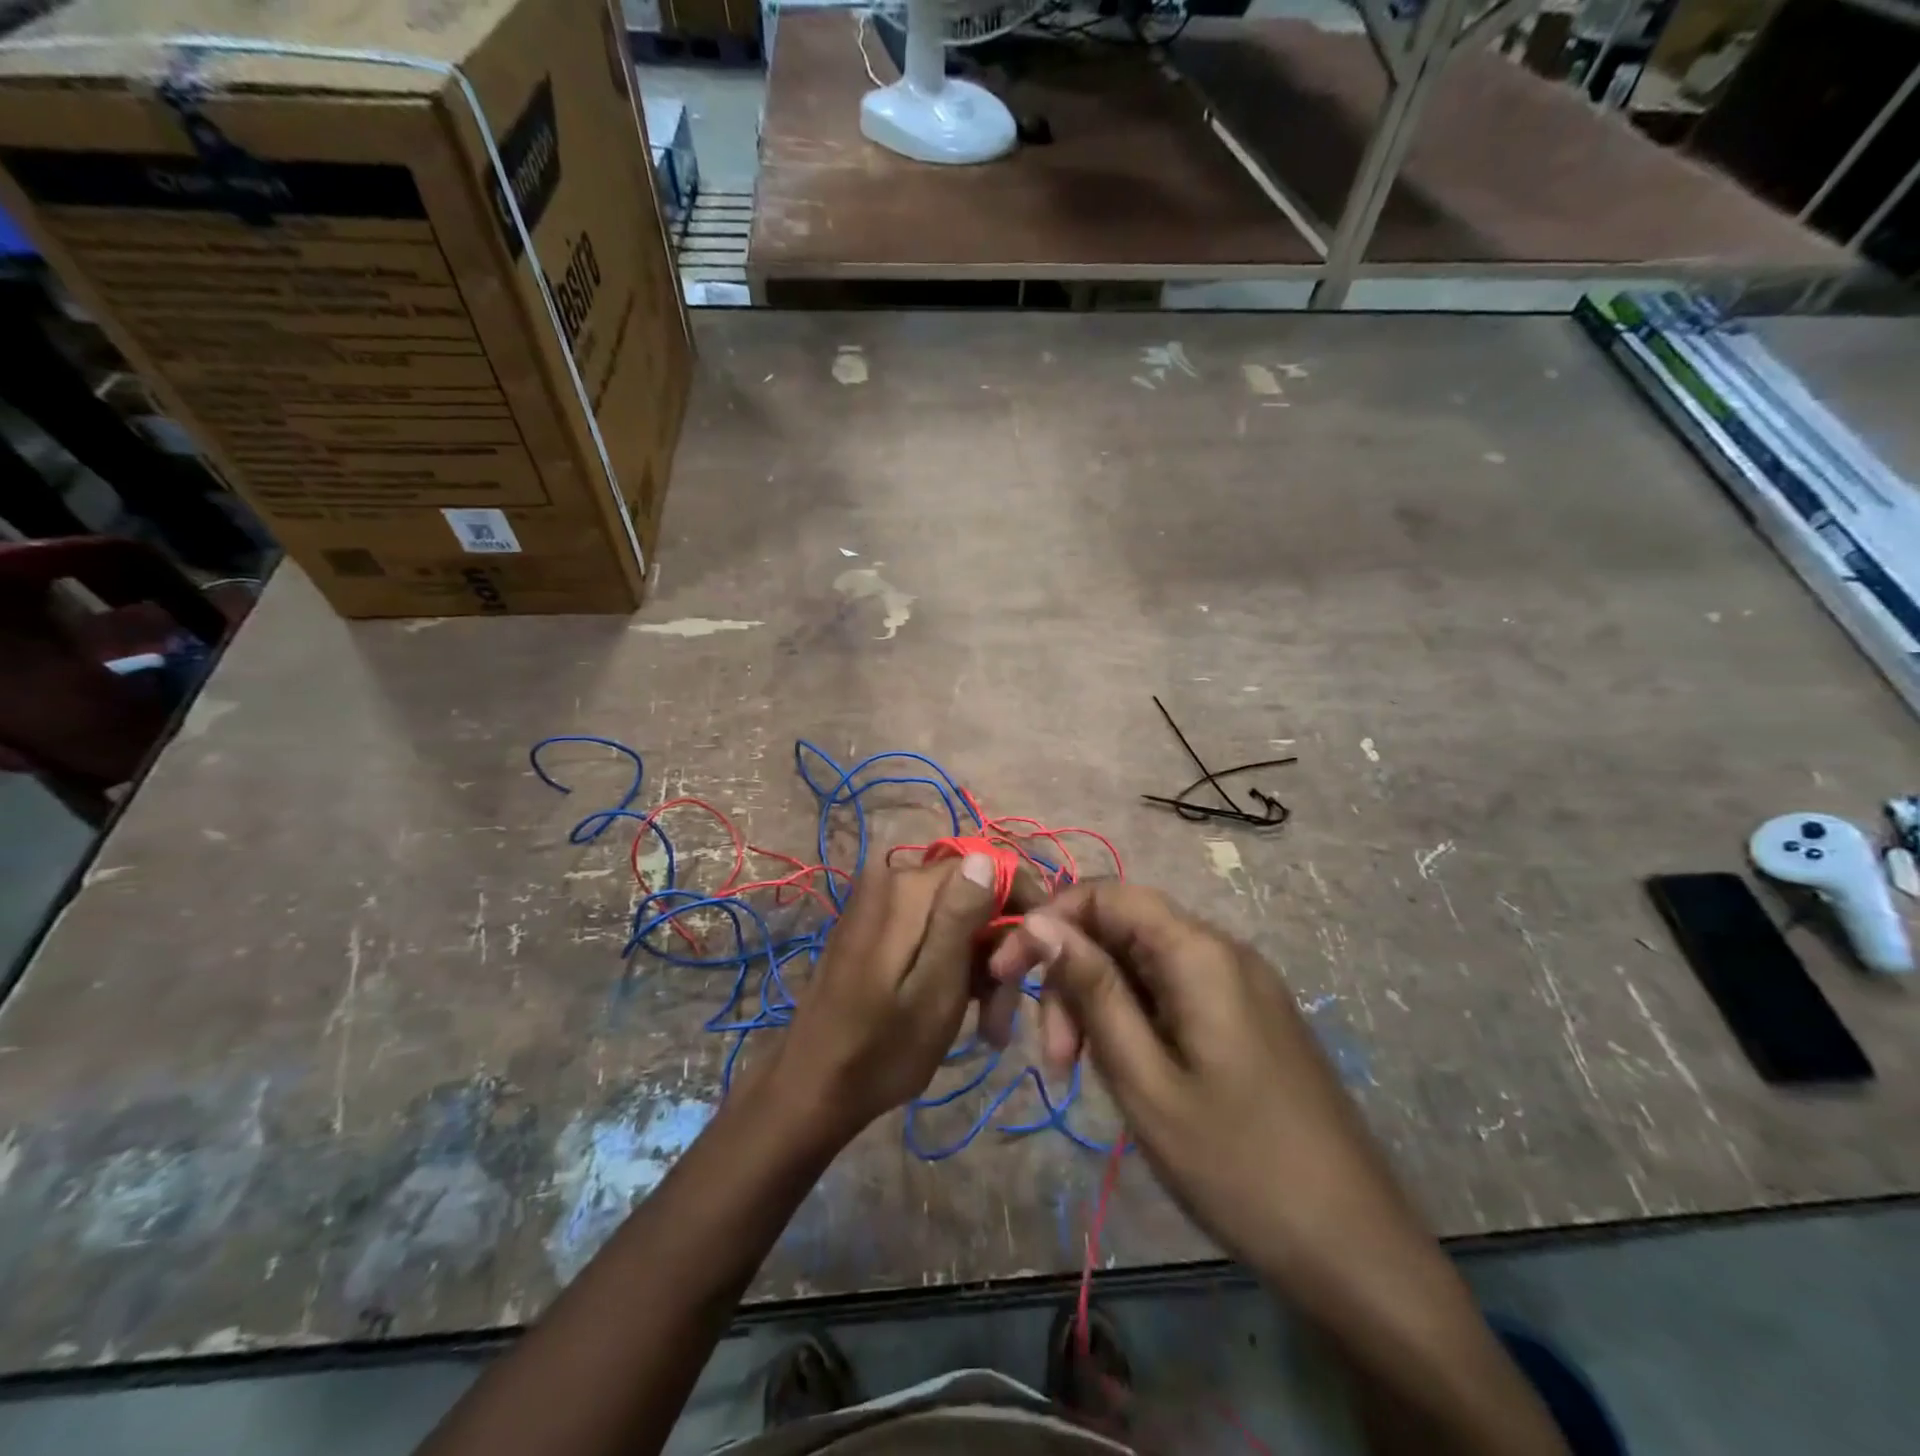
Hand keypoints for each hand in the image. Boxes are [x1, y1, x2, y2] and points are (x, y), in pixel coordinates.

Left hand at [760, 854, 1002, 1142]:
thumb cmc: (883, 1047)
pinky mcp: (874, 926)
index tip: (1038, 957)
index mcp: (909, 886)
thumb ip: (960, 916)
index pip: (989, 865)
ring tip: (988, 1026)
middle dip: (998, 947)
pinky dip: (952, 965)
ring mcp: (880, 902)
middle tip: (1003, 1015)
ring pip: (956, 916)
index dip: (1023, 906)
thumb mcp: (936, 986)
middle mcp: (892, 879)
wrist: (813, 1086)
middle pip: (972, 894)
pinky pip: (930, 930)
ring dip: (979, 965)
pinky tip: (961, 1009)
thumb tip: (985, 856)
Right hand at [988, 881, 1413, 1276]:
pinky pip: (1173, 992)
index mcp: (1199, 953)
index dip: (1050, 922)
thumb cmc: (1237, 1166)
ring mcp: (1241, 985)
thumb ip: (1091, 989)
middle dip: (1074, 976)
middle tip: (1054, 1058)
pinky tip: (1127, 1070)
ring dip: (1100, 1003)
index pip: (1107, 894)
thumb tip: (1038, 922)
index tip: (1007, 974)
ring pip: (1144, 964)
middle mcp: (1223, 951)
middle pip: (1123, 930)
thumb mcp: (1144, 1078)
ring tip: (1081, 1073)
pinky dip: (1134, 1018)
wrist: (1355, 1250)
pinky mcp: (1248, 1018)